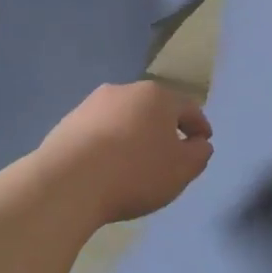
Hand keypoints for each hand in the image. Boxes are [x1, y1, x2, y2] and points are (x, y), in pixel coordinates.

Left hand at [40, 81, 213, 225]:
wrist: (68, 182)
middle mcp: (124, 90)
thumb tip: (199, 143)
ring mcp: (92, 104)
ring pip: (124, 118)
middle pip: (154, 109)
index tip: (203, 143)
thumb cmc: (135, 172)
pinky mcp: (68, 122)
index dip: (200, 126)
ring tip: (136, 162)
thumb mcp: (182, 169)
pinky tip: (108, 166)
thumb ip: (199, 154)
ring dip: (134, 135)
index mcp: (157, 96)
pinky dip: (109, 144)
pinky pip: (99, 132)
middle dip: (164, 128)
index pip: (188, 108)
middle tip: (170, 153)